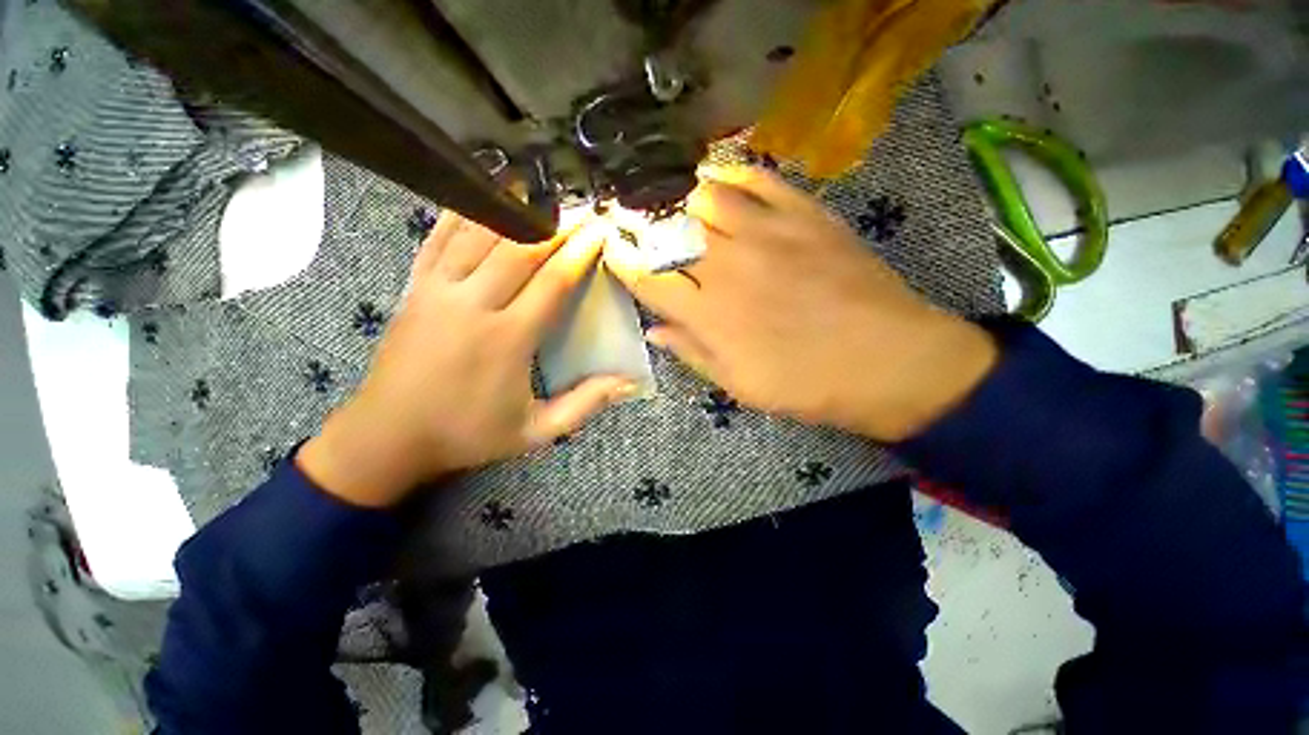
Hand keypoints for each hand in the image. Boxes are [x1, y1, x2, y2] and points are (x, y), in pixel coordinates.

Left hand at [299, 213, 635, 506]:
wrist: (387, 436)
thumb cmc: (467, 434)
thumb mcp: (536, 432)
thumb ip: (585, 405)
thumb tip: (628, 384)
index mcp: (507, 339)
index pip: (552, 281)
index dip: (579, 252)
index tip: (599, 230)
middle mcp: (473, 305)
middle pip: (519, 248)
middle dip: (555, 224)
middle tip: (580, 208)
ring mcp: (437, 291)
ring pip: (478, 235)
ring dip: (512, 209)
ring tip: (540, 193)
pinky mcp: (415, 288)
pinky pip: (439, 238)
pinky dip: (463, 213)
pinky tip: (481, 195)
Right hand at [604, 166, 997, 441]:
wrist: (889, 362)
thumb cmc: (807, 385)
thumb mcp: (739, 385)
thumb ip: (692, 352)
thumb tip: (655, 330)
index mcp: (709, 314)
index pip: (649, 279)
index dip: (624, 263)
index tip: (614, 252)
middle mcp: (729, 266)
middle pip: (671, 230)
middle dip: (644, 223)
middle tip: (636, 220)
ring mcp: (768, 234)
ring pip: (706, 197)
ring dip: (682, 197)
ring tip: (674, 201)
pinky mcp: (805, 215)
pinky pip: (758, 180)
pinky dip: (732, 175)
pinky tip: (719, 180)